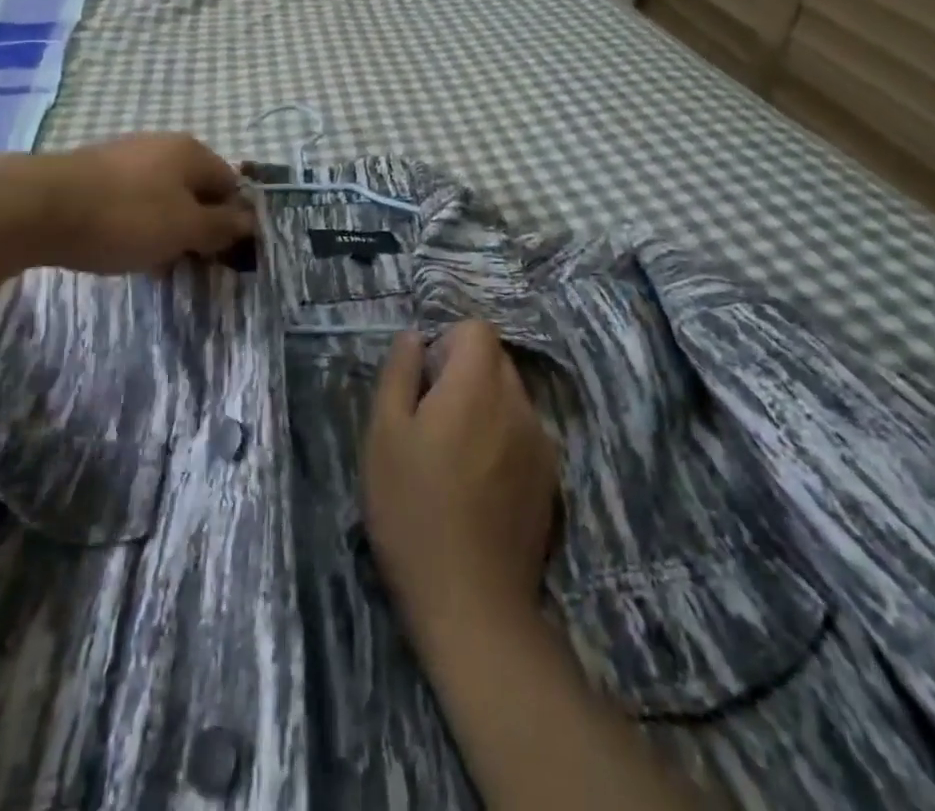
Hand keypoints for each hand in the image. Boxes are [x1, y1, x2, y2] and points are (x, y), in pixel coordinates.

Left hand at [31, 133, 254, 274]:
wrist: (38, 206)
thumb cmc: (125, 217)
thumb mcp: (184, 228)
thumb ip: (221, 225)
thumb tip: (250, 219)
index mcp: (192, 152)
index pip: (230, 185)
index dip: (232, 222)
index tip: (220, 257)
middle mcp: (162, 145)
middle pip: (195, 191)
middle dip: (196, 228)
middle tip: (187, 264)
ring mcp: (126, 156)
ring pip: (162, 197)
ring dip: (165, 230)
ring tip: (152, 263)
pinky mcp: (95, 172)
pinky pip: (130, 200)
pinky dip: (135, 224)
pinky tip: (120, 248)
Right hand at [364, 321, 560, 649]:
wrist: (472, 604)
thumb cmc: (413, 509)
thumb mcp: (384, 434)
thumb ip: (399, 373)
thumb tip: (415, 337)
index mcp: (478, 385)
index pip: (477, 330)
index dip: (447, 344)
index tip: (424, 383)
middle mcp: (519, 404)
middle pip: (496, 361)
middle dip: (464, 374)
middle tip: (430, 421)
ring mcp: (542, 445)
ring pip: (511, 399)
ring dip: (484, 409)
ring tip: (453, 458)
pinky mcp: (551, 482)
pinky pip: (524, 436)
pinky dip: (501, 441)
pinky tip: (478, 487)